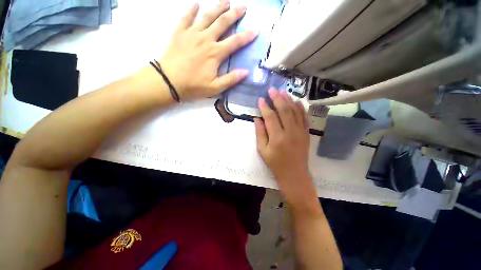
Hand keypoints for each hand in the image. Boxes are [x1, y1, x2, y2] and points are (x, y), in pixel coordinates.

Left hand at [158, 1, 256, 100]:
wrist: (169, 81)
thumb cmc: (194, 86)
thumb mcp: (215, 87)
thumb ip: (231, 79)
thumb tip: (246, 72)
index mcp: (215, 53)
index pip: (235, 42)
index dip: (246, 36)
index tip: (255, 30)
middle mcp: (205, 39)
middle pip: (222, 23)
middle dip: (234, 14)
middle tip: (243, 7)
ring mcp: (191, 34)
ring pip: (207, 16)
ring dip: (217, 7)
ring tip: (226, 1)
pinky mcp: (179, 33)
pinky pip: (186, 17)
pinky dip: (191, 10)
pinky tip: (196, 4)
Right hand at [254, 89, 310, 188]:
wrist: (294, 174)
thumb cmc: (275, 164)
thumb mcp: (263, 151)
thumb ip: (260, 133)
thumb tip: (257, 118)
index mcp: (277, 137)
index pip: (270, 117)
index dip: (265, 107)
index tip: (260, 99)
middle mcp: (290, 132)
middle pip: (284, 110)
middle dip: (277, 98)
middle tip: (272, 90)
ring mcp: (300, 131)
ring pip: (295, 111)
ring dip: (288, 100)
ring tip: (282, 92)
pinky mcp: (306, 133)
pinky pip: (304, 117)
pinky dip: (300, 107)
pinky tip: (296, 101)